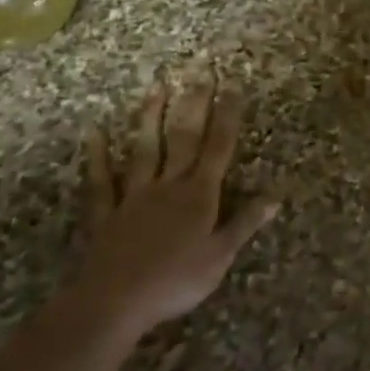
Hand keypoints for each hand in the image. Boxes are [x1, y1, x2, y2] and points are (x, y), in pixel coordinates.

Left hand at [76, 74, 276, 337]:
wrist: (115, 301)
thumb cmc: (175, 282)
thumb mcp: (220, 257)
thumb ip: (244, 223)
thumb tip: (274, 196)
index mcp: (198, 195)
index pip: (218, 148)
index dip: (227, 116)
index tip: (232, 85)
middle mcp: (168, 185)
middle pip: (183, 138)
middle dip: (194, 103)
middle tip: (199, 69)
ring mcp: (133, 196)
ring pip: (144, 149)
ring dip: (150, 117)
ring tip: (156, 87)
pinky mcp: (106, 213)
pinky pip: (100, 181)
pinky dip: (97, 157)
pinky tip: (94, 133)